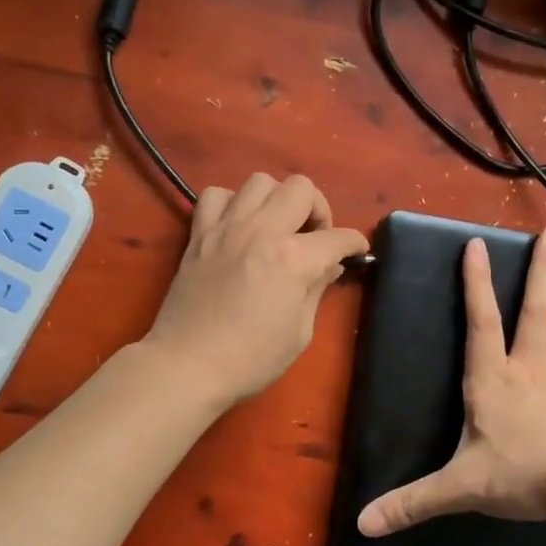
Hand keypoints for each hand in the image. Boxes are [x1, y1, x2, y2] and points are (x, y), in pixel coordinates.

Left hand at [142, 173, 369, 408]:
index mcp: (293, 259)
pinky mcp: (199, 234)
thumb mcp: (299, 332)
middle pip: (301, 188)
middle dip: (317, 209)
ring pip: (260, 181)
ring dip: (276, 200)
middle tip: (314, 238)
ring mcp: (226, 228)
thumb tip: (329, 265)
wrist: (187, 364)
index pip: (337, 237)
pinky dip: (231, 203)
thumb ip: (316, 289)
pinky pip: (215, 195)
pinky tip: (238, 226)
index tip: (357, 251)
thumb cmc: (250, 359)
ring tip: (276, 227)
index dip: (354, 243)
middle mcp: (262, 231)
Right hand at [358, 222, 545, 535]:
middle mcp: (529, 369)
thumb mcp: (458, 487)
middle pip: (537, 312)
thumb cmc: (519, 475)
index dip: (477, 284)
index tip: (478, 244)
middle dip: (544, 270)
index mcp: (493, 380)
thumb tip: (362, 524)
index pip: (481, 323)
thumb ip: (411, 502)